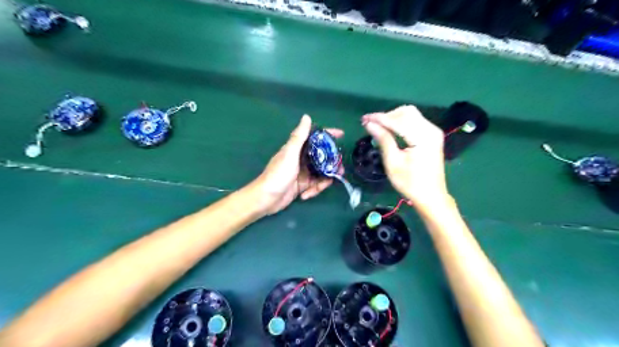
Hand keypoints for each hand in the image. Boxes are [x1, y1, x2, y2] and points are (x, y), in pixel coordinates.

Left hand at [253, 116, 345, 215]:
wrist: (266, 198)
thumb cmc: (277, 174)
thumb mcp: (289, 154)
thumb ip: (299, 137)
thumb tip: (306, 117)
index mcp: (298, 149)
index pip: (316, 138)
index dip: (329, 135)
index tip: (341, 134)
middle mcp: (302, 159)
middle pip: (323, 157)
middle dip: (332, 164)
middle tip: (339, 170)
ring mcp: (303, 173)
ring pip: (321, 173)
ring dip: (324, 181)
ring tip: (322, 187)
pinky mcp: (302, 186)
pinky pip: (315, 185)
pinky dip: (314, 190)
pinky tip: (306, 195)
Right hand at [359, 104, 450, 209]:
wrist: (431, 196)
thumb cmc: (410, 183)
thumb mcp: (393, 163)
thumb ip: (383, 139)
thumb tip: (369, 124)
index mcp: (423, 138)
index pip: (398, 120)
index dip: (379, 118)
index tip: (364, 119)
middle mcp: (431, 130)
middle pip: (406, 112)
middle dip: (387, 116)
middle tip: (371, 124)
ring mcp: (433, 132)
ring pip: (411, 114)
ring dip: (393, 118)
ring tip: (378, 127)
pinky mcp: (432, 135)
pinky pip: (415, 121)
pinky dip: (401, 123)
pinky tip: (390, 130)